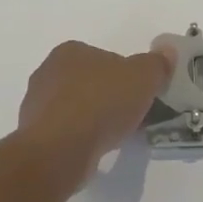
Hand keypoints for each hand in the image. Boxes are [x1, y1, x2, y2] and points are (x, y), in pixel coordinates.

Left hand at [15, 39, 176, 184]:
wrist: (60, 150)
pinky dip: (81, 138)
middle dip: (110, 97)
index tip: (140, 95)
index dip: (127, 76)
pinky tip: (95, 149)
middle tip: (132, 116)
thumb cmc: (101, 103)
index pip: (106, 58)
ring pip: (77, 108)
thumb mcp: (143, 77)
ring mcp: (37, 105)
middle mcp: (48, 72)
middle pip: (90, 82)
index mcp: (71, 51)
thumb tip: (167, 51)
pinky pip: (66, 132)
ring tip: (115, 136)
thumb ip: (157, 63)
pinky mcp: (35, 135)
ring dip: (95, 119)